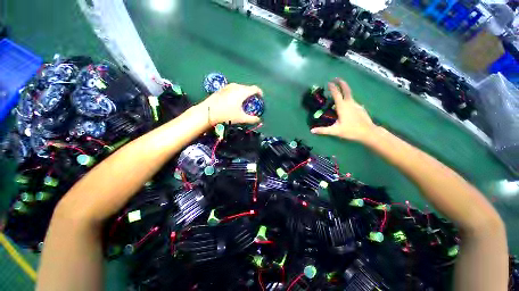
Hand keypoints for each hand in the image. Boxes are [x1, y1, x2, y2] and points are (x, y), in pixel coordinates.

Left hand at [199, 83, 262, 125]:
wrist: (207, 112)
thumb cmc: (226, 115)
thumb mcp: (241, 118)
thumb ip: (252, 119)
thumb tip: (259, 120)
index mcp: (242, 92)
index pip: (255, 88)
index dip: (260, 92)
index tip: (261, 98)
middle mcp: (236, 86)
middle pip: (248, 88)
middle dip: (252, 94)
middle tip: (252, 102)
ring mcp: (228, 86)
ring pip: (240, 88)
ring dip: (244, 93)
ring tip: (243, 102)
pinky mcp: (222, 89)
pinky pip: (233, 89)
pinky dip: (237, 93)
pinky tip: (234, 101)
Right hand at [311, 78, 377, 142]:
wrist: (368, 133)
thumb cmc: (351, 131)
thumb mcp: (335, 131)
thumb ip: (323, 130)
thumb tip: (311, 131)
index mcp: (342, 107)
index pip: (336, 94)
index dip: (332, 87)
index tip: (328, 82)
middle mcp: (350, 103)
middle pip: (346, 89)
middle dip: (341, 83)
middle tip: (336, 78)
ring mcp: (356, 105)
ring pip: (350, 95)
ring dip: (344, 90)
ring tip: (339, 92)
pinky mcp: (360, 108)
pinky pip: (352, 101)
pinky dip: (348, 99)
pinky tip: (346, 105)